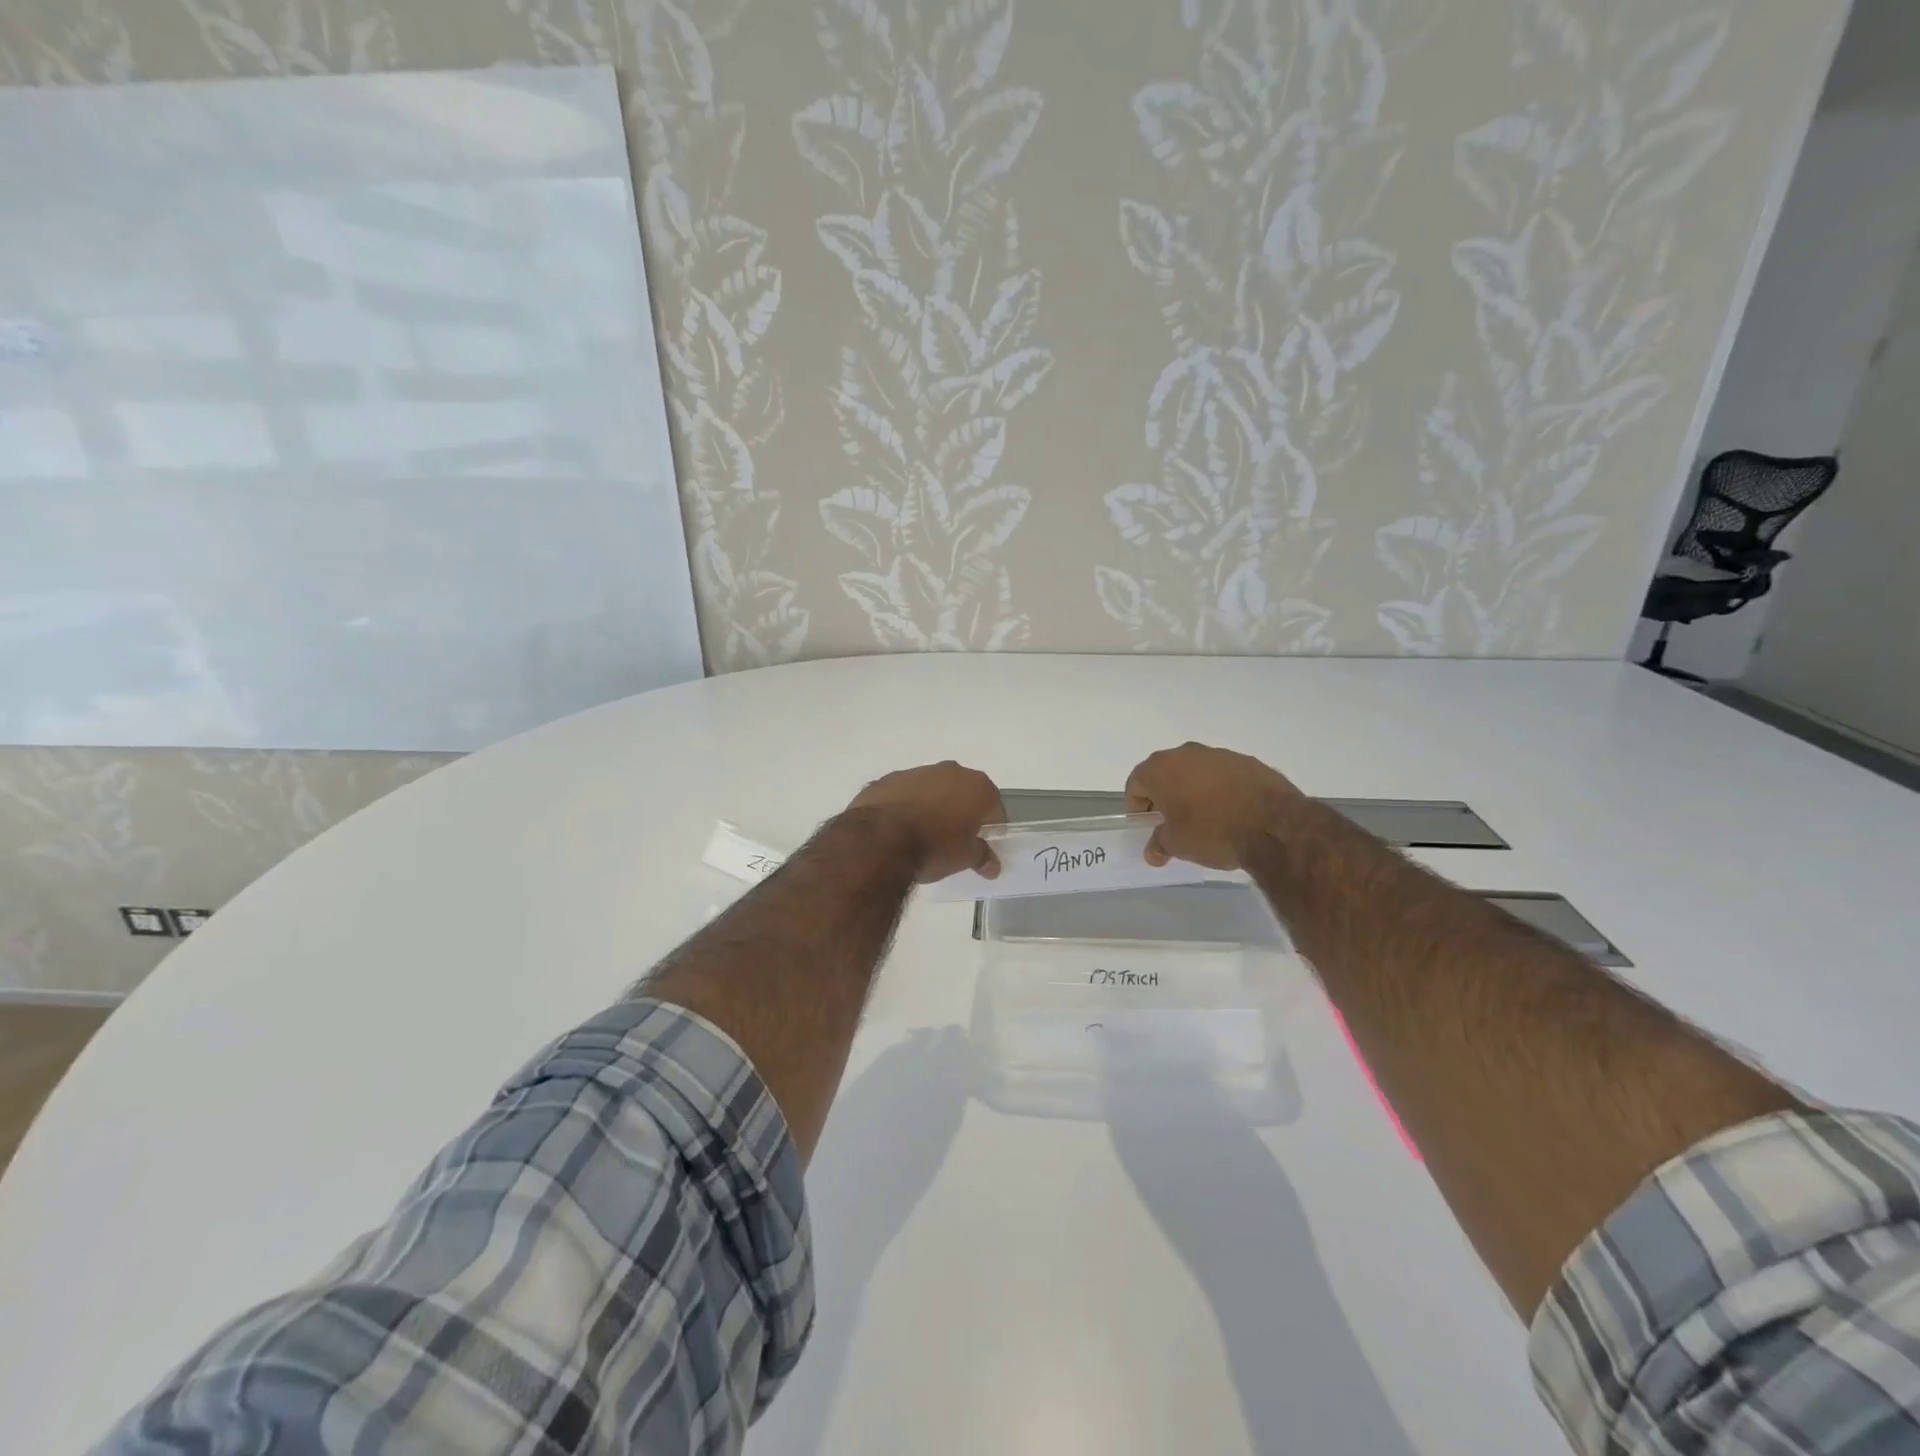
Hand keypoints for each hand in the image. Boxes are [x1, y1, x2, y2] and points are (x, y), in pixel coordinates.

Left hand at [846, 761, 1005, 882]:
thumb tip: (992, 866)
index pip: (994, 806)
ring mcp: (917, 772)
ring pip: (933, 789)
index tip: (982, 843)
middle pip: (963, 792)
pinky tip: (898, 828)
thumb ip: (982, 857)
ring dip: (932, 805)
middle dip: (961, 811)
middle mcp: (950, 771)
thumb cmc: (934, 847)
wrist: (880, 839)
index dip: (991, 826)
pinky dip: (906, 805)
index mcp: (976, 786)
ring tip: (923, 834)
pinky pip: (905, 793)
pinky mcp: (888, 779)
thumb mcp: (964, 858)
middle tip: (954, 838)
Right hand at [1125, 743, 1303, 870]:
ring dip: (1193, 790)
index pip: (1136, 784)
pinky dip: (1220, 789)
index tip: (1147, 826)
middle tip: (1172, 822)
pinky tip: (1231, 812)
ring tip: (1205, 819)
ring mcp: (1219, 754)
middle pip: (1165, 773)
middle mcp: (1186, 753)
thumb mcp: (1178, 845)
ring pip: (1195, 771)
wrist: (1274, 825)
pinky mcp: (1248, 761)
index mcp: (1161, 769)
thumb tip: (1153, 851)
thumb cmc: (1213, 832)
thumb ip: (1159, 844)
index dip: (1137, 807)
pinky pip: (1223, 774)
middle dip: (1165, 796)